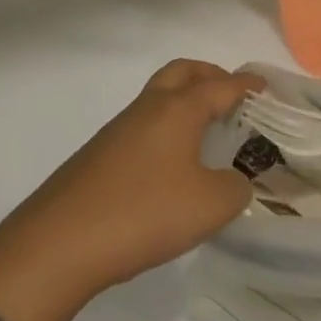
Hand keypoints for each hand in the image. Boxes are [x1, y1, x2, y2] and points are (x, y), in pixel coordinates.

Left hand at [0, 60, 261, 320]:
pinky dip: (164, 130)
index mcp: (178, 110)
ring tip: (205, 132)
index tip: (264, 86)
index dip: (246, 85)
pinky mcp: (97, 157)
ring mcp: (117, 132)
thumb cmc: (143, 214)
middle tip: (231, 95)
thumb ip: (235, 188)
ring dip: (184, 103)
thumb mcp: (209, 206)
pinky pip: (141, 127)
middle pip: (182, 72)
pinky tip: (171, 166)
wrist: (55, 247)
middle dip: (209, 76)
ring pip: (158, 99)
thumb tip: (233, 181)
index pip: (221, 86)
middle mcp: (148, 109)